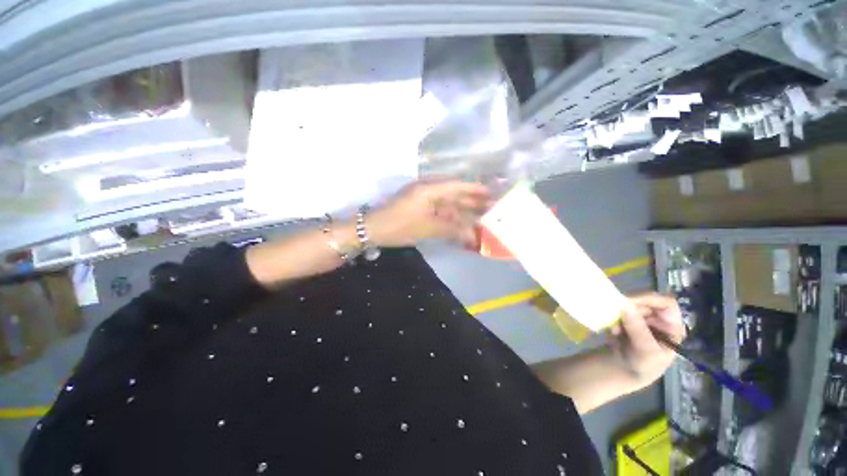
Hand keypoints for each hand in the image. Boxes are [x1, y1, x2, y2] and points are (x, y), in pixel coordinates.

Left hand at [368, 180, 491, 247]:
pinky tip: (461, 226)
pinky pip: (440, 213)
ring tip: (481, 218)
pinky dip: (451, 219)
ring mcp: (423, 201)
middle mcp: (429, 191)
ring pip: (448, 205)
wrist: (373, 230)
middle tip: (491, 208)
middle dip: (472, 202)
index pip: (457, 186)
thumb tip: (473, 234)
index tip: (492, 192)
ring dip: (463, 212)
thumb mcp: (427, 227)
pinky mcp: (420, 210)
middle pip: (455, 195)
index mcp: (430, 189)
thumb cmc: (400, 225)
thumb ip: (452, 229)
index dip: (475, 189)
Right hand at [608, 293, 684, 389]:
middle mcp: (658, 318)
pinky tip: (613, 330)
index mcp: (672, 325)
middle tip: (616, 313)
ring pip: (630, 305)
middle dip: (630, 307)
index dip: (650, 299)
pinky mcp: (626, 318)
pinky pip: (619, 311)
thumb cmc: (645, 365)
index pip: (666, 303)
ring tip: (614, 328)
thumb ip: (638, 329)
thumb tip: (625, 305)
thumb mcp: (647, 351)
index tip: (629, 301)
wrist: (627, 370)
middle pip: (645, 302)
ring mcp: (641, 317)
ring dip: (619, 314)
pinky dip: (614, 317)